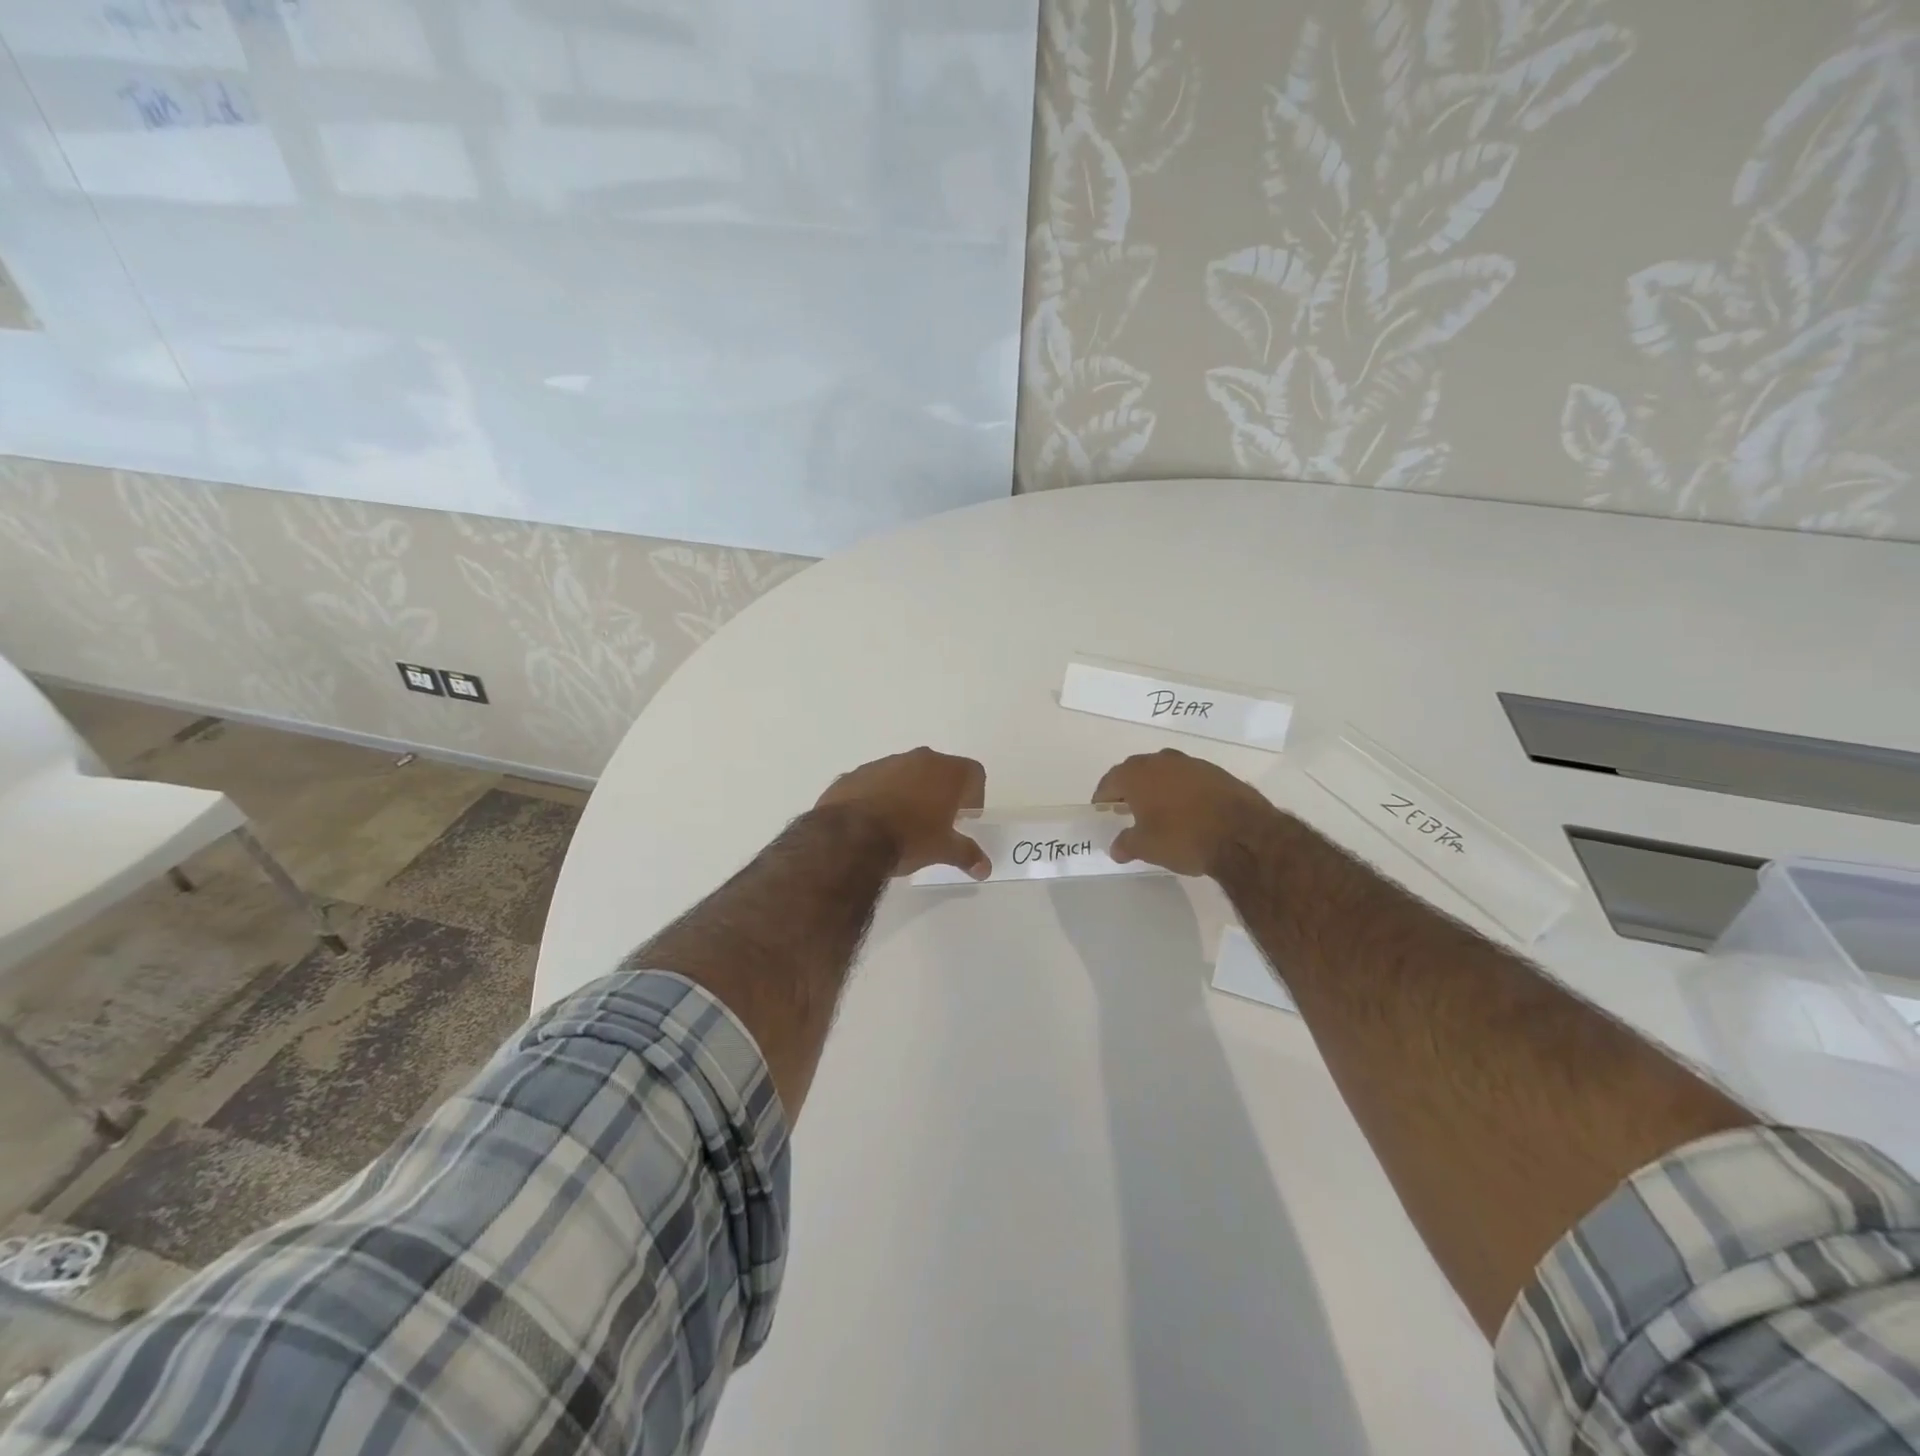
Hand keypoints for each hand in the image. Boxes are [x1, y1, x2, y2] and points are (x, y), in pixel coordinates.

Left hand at [817, 747, 990, 879]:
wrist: (849, 837)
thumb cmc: (909, 838)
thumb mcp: (943, 850)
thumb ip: (967, 854)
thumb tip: (985, 868)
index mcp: (946, 772)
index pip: (973, 773)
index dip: (974, 795)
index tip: (965, 818)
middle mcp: (917, 759)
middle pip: (939, 769)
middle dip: (941, 792)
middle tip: (937, 821)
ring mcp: (883, 763)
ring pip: (905, 773)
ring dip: (909, 792)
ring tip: (903, 823)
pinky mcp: (855, 774)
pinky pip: (876, 782)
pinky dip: (880, 796)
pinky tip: (874, 822)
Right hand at [1093, 749, 1277, 877]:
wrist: (1243, 834)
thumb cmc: (1183, 837)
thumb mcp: (1146, 847)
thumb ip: (1126, 844)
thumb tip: (1117, 848)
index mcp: (1137, 774)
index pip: (1110, 780)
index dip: (1103, 796)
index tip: (1102, 809)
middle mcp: (1162, 761)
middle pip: (1136, 771)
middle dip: (1129, 788)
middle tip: (1126, 808)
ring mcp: (1192, 763)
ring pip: (1165, 771)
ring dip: (1157, 786)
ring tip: (1158, 809)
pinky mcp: (1217, 772)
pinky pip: (1189, 778)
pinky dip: (1182, 790)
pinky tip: (1187, 810)